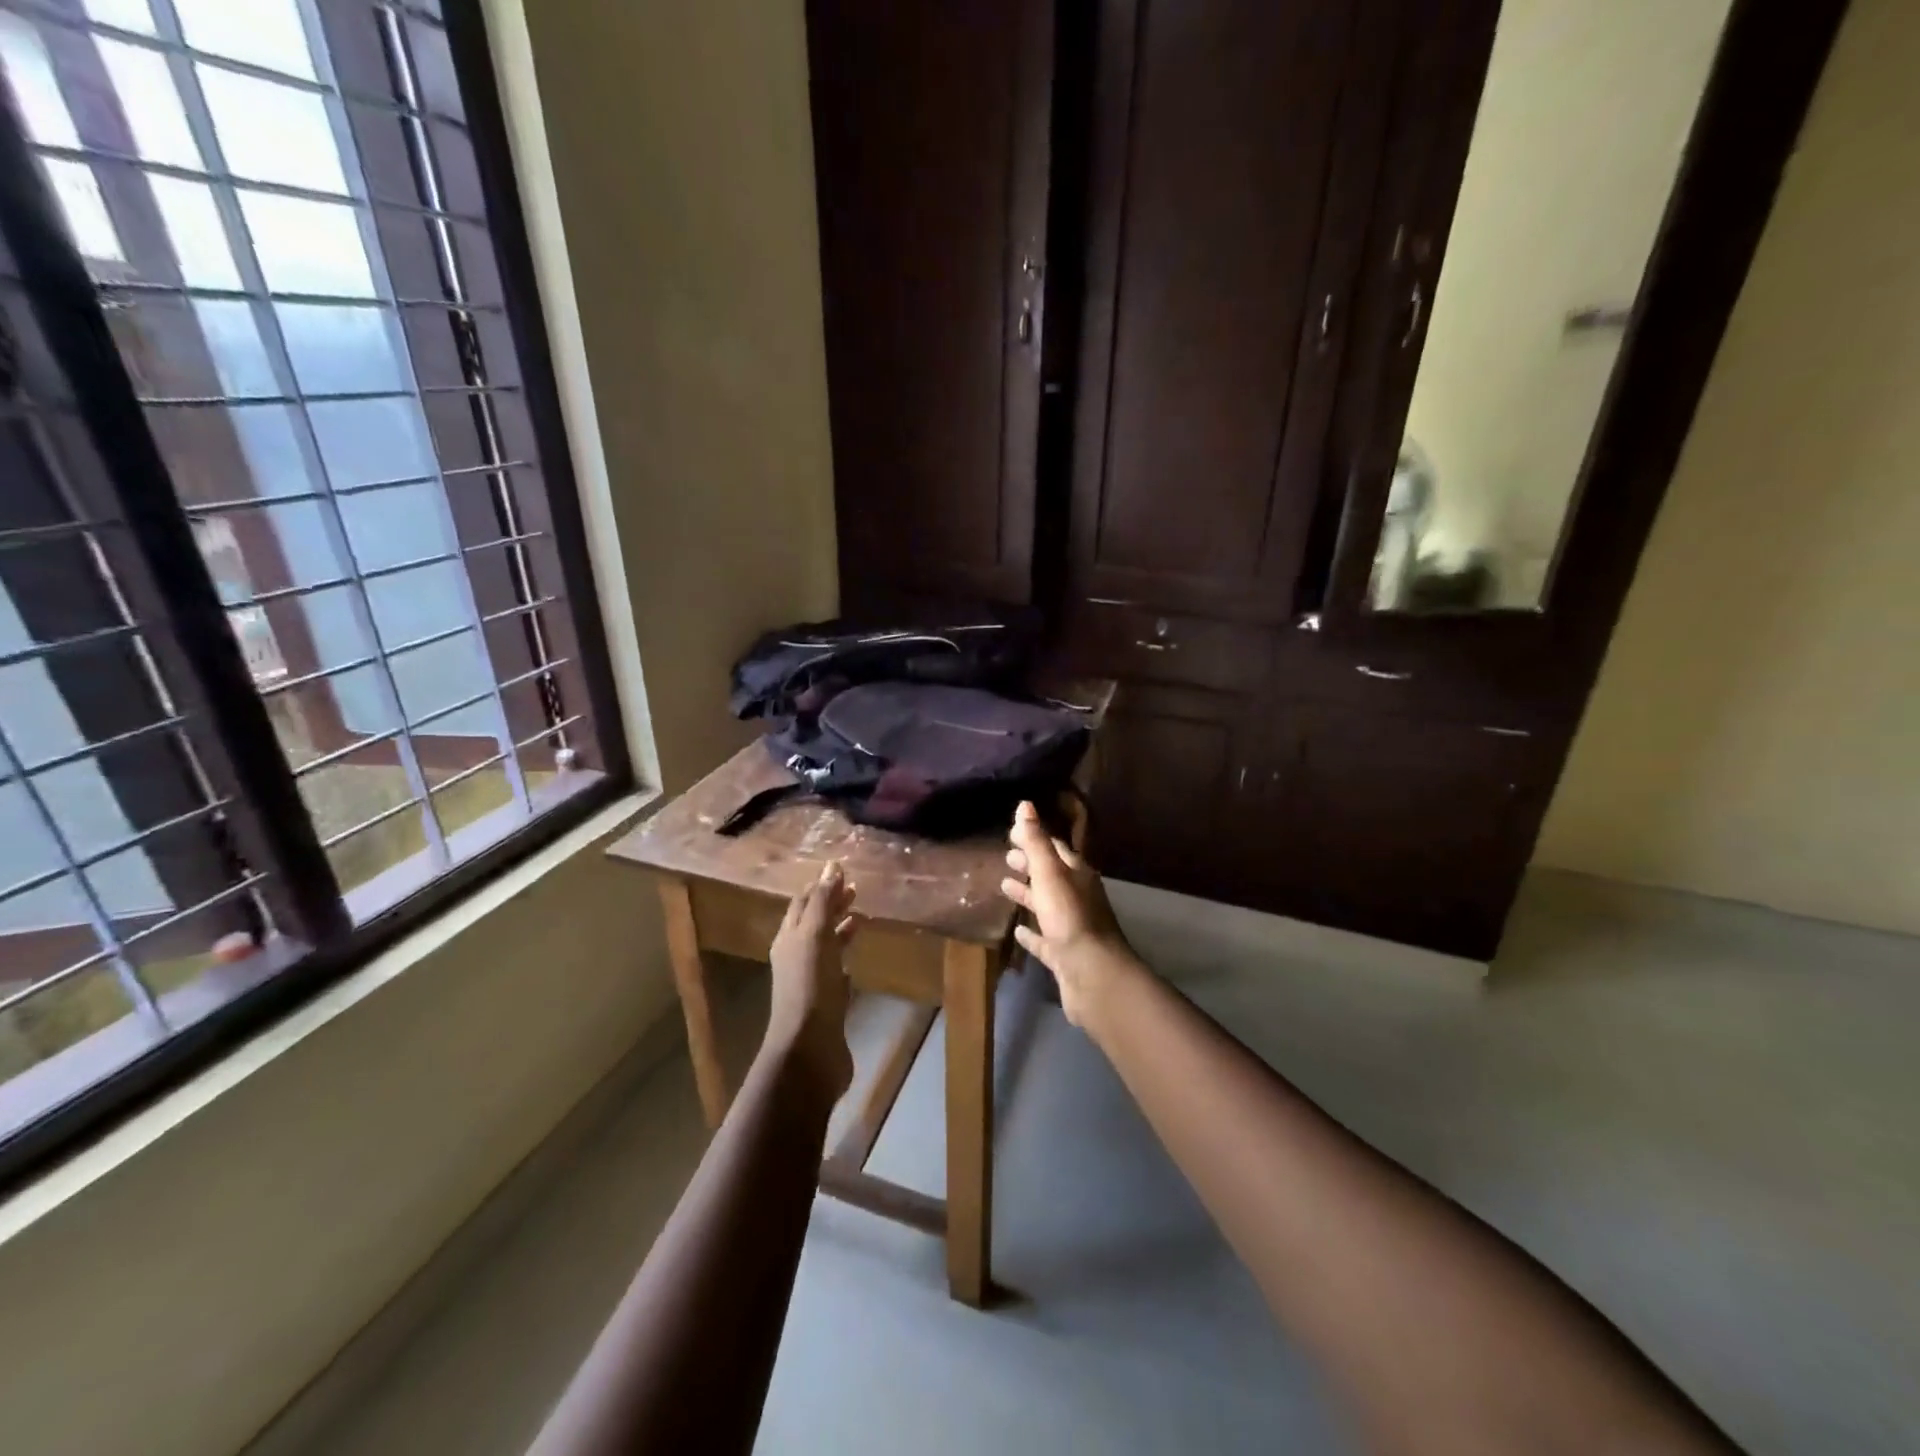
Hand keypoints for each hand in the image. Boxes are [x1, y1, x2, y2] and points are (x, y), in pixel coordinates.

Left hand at [767, 861, 856, 1096]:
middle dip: (832, 904)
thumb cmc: (810, 987)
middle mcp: (795, 956)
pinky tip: (857, 956)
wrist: (809, 1050)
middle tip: (856, 889)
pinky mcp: (827, 1003)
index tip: (842, 871)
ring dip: (840, 928)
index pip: (802, 902)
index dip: (820, 885)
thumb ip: (822, 901)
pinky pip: (835, 971)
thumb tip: (831, 866)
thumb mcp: (815, 936)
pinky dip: (845, 957)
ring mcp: (810, 981)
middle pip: (813, 922)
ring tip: (862, 916)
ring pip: (825, 946)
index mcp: (789, 938)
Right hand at [1000, 801, 1136, 1027]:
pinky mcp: (1063, 954)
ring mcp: (1071, 927)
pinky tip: (1017, 931)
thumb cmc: (1070, 917)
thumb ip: (1036, 841)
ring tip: (1004, 885)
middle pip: (1051, 875)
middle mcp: (1077, 897)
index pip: (1054, 848)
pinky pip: (1044, 939)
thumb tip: (1025, 805)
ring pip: (1047, 905)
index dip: (1034, 838)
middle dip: (1030, 864)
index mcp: (1077, 874)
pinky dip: (1031, 933)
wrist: (1092, 974)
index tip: (1012, 832)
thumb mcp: (1049, 873)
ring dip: (1028, 894)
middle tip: (1006, 856)